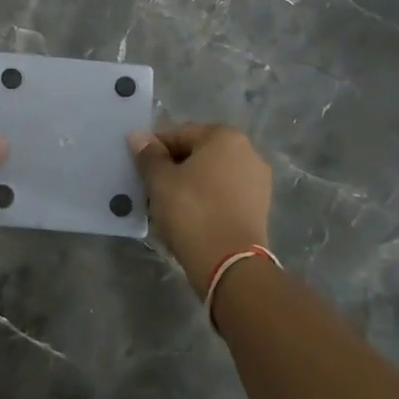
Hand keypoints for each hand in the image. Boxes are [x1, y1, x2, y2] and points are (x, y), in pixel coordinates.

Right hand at [129, 123, 271, 292]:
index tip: (140, 170)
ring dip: (191, 184)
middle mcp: (247, 151)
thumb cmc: (192, 212)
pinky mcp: (260, 207)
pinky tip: (191, 218)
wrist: (230, 264)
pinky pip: (225, 194)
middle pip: (198, 153)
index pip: (179, 134)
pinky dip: (208, 200)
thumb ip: (149, 155)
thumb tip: (138, 135)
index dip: (155, 150)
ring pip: (212, 175)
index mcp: (224, 136)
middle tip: (152, 190)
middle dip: (174, 167)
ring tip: (170, 207)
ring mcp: (258, 181)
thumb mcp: (161, 181)